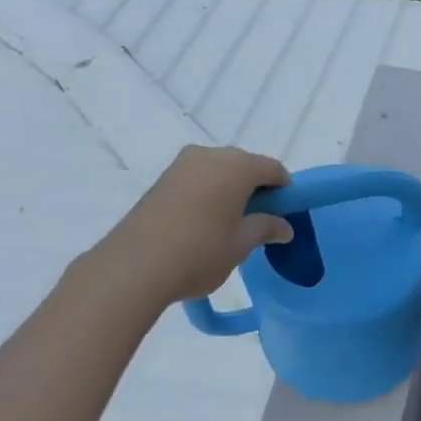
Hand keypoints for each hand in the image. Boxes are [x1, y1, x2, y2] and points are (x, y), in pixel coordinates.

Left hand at [95, 145, 294, 305]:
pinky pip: (197, 180)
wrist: (135, 265)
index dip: (284, 190)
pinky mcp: (162, 179)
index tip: (284, 215)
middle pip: (244, 166)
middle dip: (256, 189)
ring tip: (228, 227)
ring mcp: (182, 165)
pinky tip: (204, 224)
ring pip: (218, 172)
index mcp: (237, 166)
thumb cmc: (200, 252)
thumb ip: (266, 228)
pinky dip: (208, 194)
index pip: (273, 169)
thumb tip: (284, 226)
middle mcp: (210, 155)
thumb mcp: (241, 244)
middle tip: (257, 224)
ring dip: (230, 192)